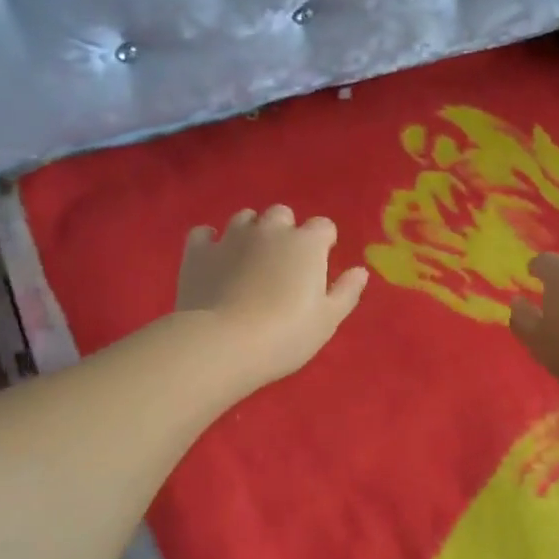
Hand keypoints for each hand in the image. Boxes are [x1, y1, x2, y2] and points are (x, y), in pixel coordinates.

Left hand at [176, 206, 368, 387]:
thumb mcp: (327, 320)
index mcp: (306, 244)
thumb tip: (360, 271)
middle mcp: (269, 230)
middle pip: (282, 214)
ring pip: (244, 218)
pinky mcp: (198, 251)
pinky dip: (210, 242)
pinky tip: (213, 259)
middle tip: (283, 263)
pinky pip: (204, 234)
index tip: (319, 265)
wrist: (223, 343)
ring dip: (250, 232)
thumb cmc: (286, 335)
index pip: (323, 226)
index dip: (323, 243)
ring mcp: (230, 237)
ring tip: (248, 260)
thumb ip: (346, 292)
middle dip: (285, 231)